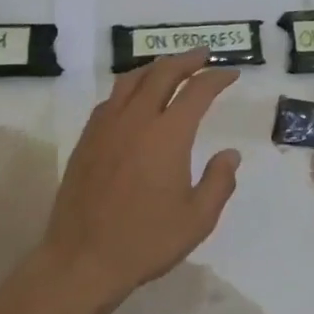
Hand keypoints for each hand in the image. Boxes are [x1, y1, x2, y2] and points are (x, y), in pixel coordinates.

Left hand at [41, 48, 241, 304]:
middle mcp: (136, 119)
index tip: (231, 74)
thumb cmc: (146, 241)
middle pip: (162, 73)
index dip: (217, 78)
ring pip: (132, 80)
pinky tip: (135, 98)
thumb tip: (230, 154)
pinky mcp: (86, 139)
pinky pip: (111, 99)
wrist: (82, 259)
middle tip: (204, 55)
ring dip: (155, 67)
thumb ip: (219, 181)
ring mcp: (106, 126)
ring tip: (170, 67)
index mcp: (168, 134)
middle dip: (187, 60)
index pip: (197, 91)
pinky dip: (130, 87)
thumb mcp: (198, 219)